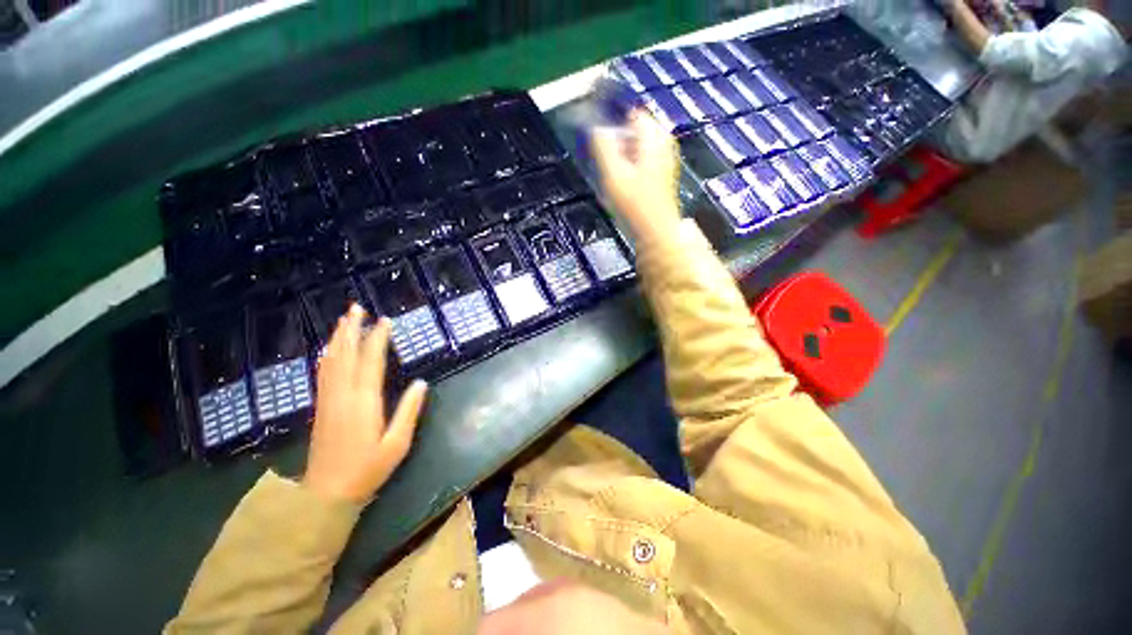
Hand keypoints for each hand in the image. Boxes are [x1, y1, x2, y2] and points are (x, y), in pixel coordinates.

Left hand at [304, 305, 427, 502]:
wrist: (327, 494)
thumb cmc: (368, 469)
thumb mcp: (397, 443)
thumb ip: (409, 411)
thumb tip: (422, 383)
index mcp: (364, 403)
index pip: (371, 362)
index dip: (377, 339)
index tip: (384, 320)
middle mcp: (343, 396)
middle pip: (346, 355)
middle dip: (351, 329)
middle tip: (356, 308)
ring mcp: (328, 401)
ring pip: (331, 362)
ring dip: (337, 338)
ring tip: (343, 320)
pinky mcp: (321, 407)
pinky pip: (323, 374)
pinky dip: (327, 356)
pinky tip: (329, 349)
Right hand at [590, 111, 680, 240]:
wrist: (655, 232)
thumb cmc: (634, 205)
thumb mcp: (613, 174)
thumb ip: (602, 146)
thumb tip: (595, 126)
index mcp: (653, 137)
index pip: (630, 112)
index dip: (611, 118)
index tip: (597, 134)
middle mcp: (663, 142)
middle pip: (633, 129)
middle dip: (616, 140)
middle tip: (605, 161)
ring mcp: (665, 158)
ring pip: (636, 145)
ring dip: (622, 155)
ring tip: (614, 175)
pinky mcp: (662, 173)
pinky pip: (641, 159)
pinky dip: (630, 165)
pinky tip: (623, 182)